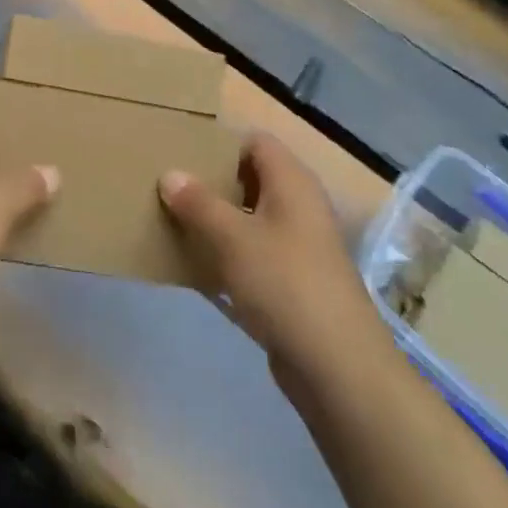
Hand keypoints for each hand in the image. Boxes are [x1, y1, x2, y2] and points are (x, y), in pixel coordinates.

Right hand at [159, 134, 384, 389]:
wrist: (337, 366)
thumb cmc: (285, 284)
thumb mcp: (233, 238)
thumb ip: (198, 203)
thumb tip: (170, 173)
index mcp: (292, 181)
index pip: (255, 141)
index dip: (221, 143)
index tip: (182, 152)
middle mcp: (299, 205)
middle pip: (251, 178)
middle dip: (212, 182)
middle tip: (171, 186)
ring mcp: (299, 245)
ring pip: (251, 217)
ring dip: (217, 219)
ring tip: (175, 220)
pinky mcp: (294, 281)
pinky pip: (255, 253)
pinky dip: (229, 253)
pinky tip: (198, 263)